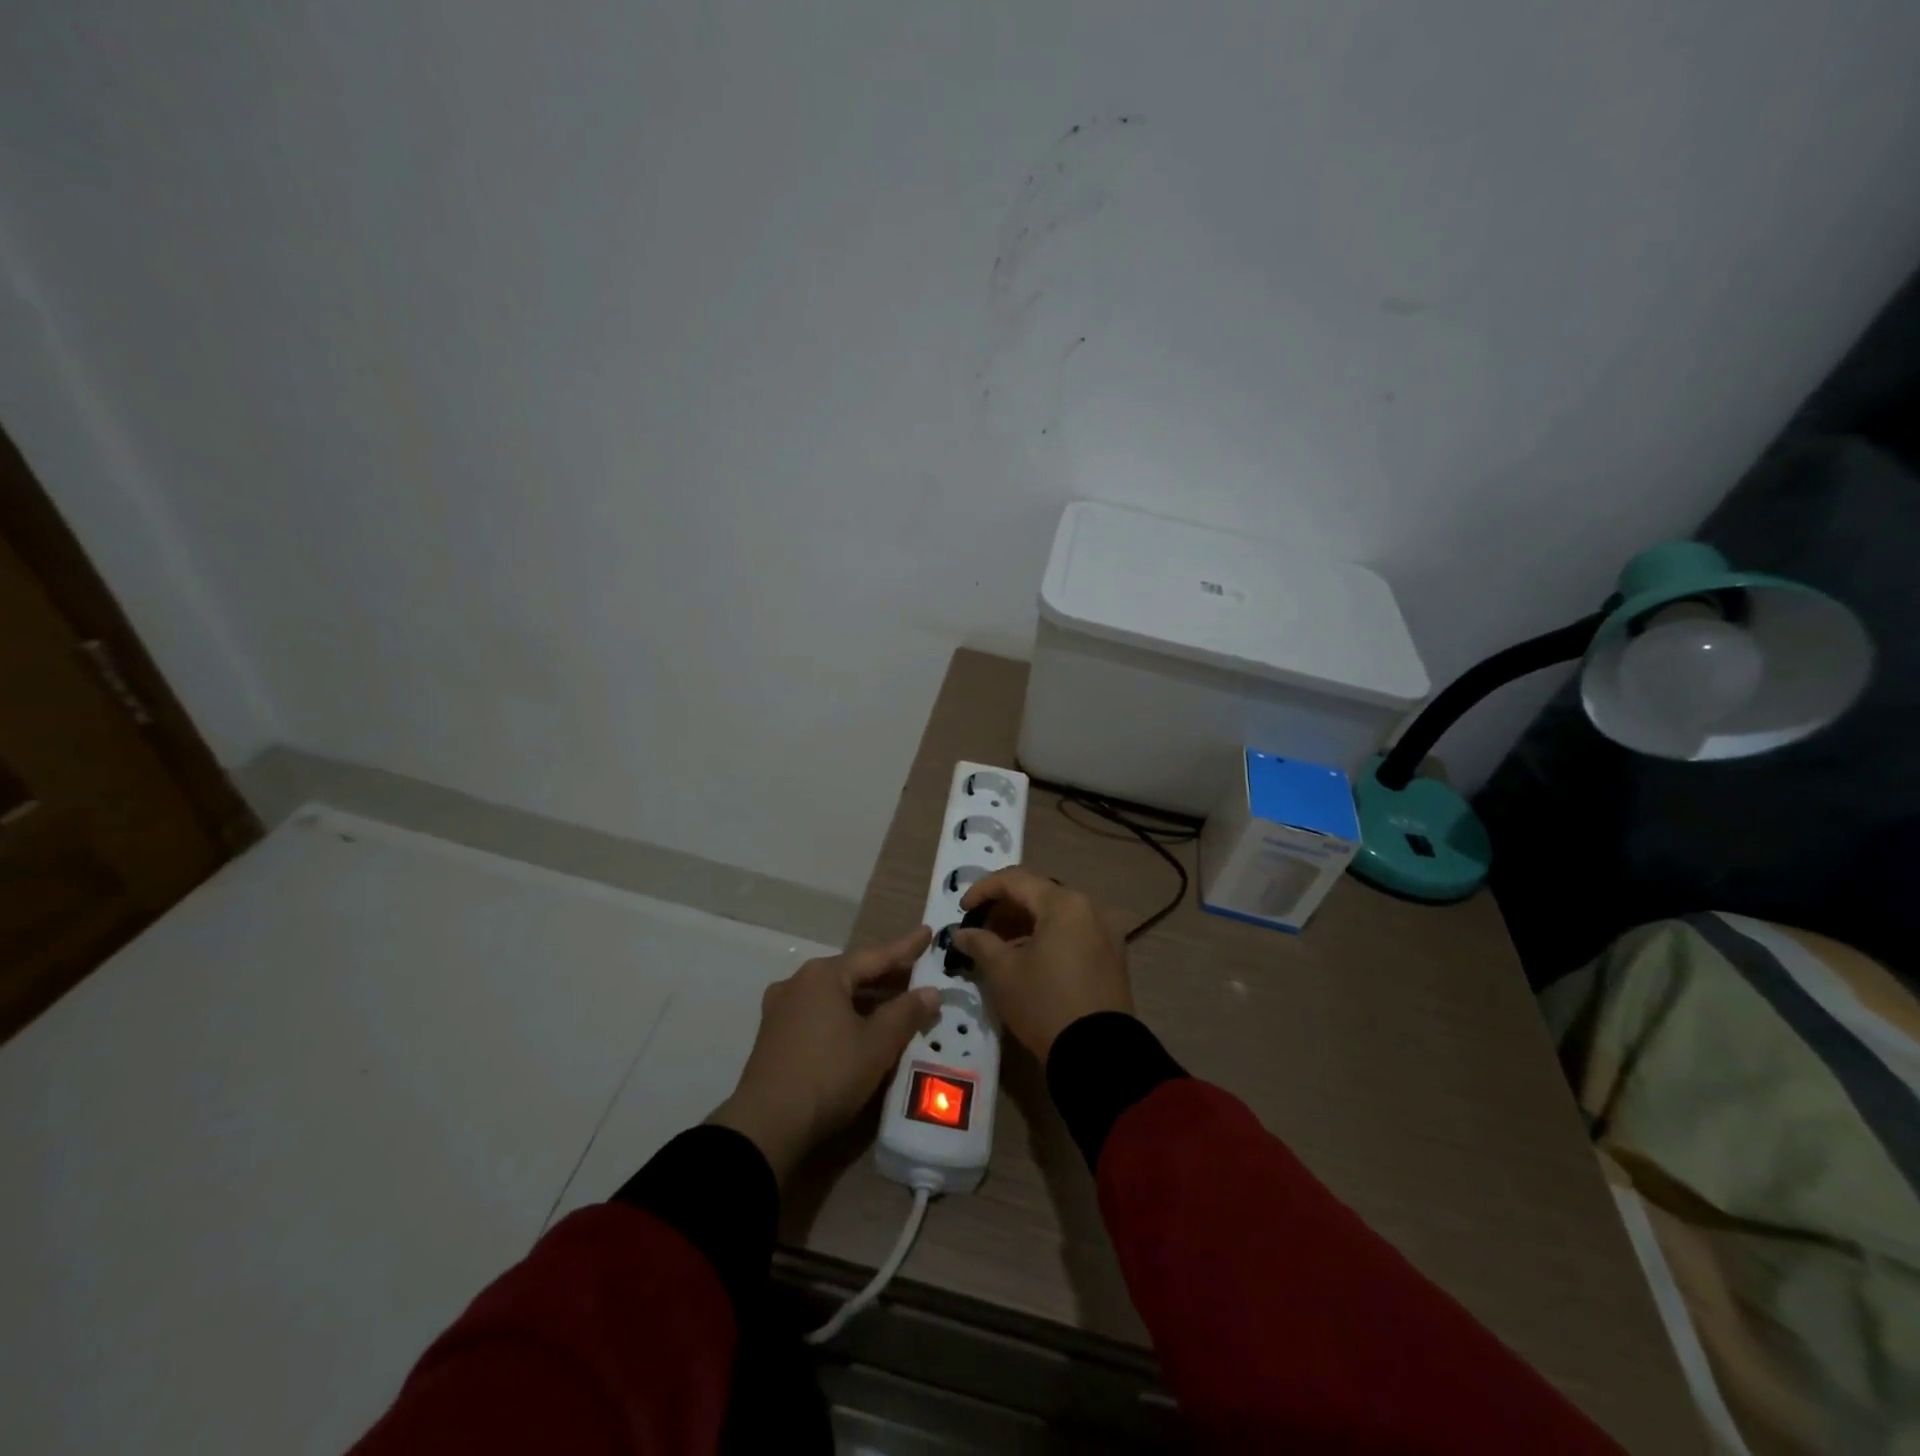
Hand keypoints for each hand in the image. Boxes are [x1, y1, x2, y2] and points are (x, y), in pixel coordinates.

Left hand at [708, 926, 938, 1182]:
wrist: (766, 1126)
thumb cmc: (828, 1074)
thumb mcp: (877, 1044)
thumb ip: (906, 1013)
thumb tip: (930, 992)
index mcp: (824, 975)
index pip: (875, 955)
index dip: (905, 947)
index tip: (927, 933)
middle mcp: (799, 982)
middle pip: (852, 972)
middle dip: (886, 975)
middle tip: (917, 971)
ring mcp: (782, 1008)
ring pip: (835, 994)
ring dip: (866, 997)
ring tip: (896, 1001)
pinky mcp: (775, 1035)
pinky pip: (820, 1012)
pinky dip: (845, 1013)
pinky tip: (861, 1026)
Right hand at [950, 868, 1131, 1061]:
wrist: (1099, 1053)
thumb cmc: (1045, 1004)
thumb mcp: (1004, 973)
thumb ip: (980, 944)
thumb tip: (962, 933)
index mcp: (1064, 903)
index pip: (1015, 880)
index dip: (983, 890)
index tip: (963, 909)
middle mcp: (1090, 907)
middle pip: (1039, 893)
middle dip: (1005, 907)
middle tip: (980, 928)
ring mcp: (1106, 930)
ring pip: (1057, 913)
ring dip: (1026, 922)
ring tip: (1000, 945)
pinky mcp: (1113, 954)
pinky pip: (1074, 931)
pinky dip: (1048, 936)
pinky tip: (1029, 957)